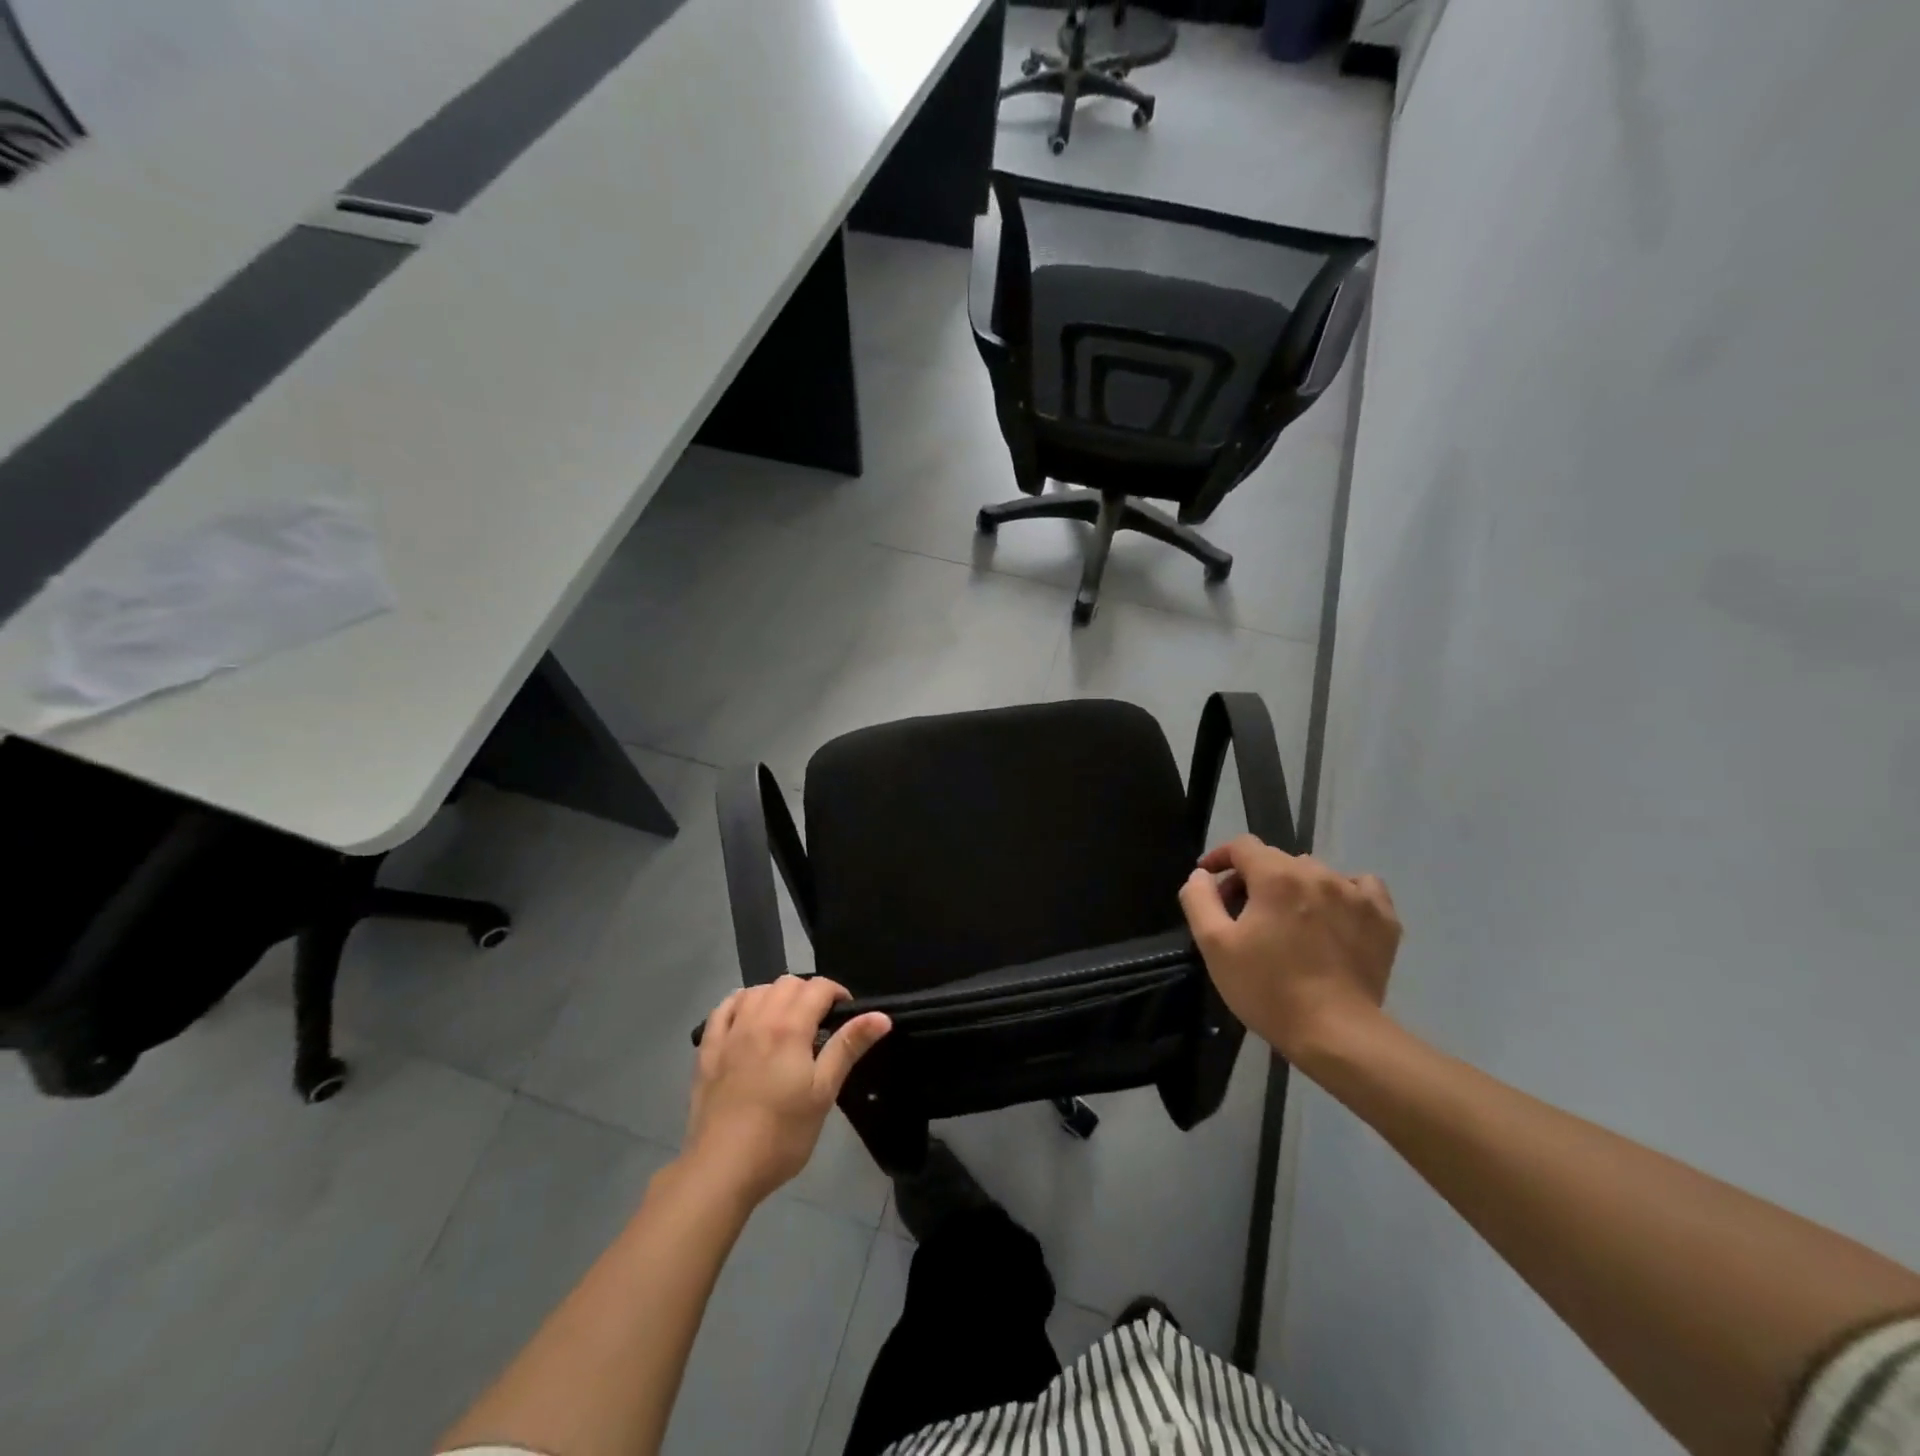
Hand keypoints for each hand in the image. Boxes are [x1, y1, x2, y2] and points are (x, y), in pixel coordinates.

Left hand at [684, 976, 890, 1206]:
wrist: (722, 1169)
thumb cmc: (782, 1134)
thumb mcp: (824, 1093)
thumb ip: (848, 1047)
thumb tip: (881, 1016)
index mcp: (790, 1027)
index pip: (818, 987)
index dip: (837, 993)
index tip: (845, 1016)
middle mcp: (759, 1018)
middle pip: (788, 983)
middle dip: (808, 993)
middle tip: (819, 1023)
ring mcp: (729, 1033)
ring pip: (756, 990)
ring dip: (776, 995)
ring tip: (786, 1022)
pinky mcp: (707, 1050)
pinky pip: (723, 1008)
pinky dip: (741, 1003)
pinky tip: (748, 1018)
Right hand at [1178, 835, 1400, 1067]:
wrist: (1336, 1034)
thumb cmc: (1267, 988)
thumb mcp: (1214, 945)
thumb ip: (1199, 899)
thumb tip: (1202, 874)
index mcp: (1276, 876)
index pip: (1243, 846)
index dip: (1220, 857)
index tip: (1209, 879)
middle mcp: (1318, 873)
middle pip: (1277, 860)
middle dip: (1254, 878)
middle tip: (1242, 913)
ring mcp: (1355, 894)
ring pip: (1315, 873)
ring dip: (1294, 888)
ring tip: (1288, 921)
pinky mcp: (1383, 918)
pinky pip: (1360, 887)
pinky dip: (1341, 894)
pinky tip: (1333, 917)